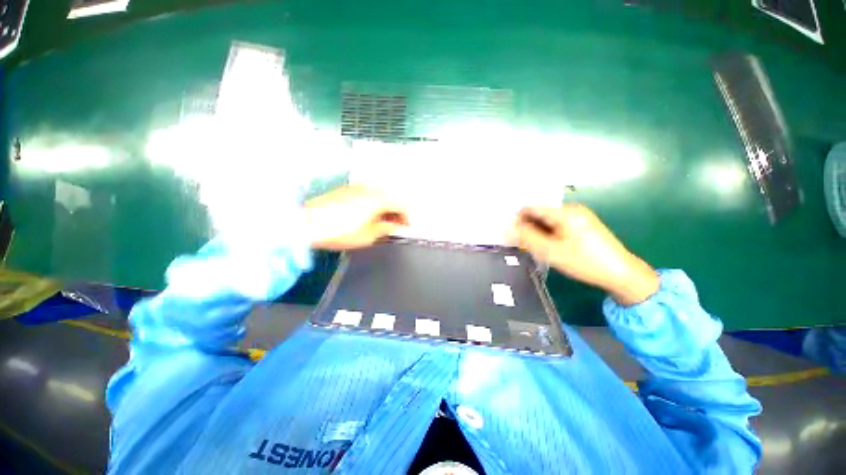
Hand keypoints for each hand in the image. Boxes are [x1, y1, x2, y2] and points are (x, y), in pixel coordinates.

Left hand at [303, 185, 408, 250]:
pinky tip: (368, 213)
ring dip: (385, 205)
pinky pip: (367, 193)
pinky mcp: (346, 189)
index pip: (401, 205)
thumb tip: (392, 225)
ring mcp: (357, 186)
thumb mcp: (368, 236)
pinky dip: (373, 202)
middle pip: (391, 196)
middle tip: (395, 223)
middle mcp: (370, 188)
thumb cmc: (339, 231)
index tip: (406, 225)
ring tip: (382, 220)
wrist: (306, 223)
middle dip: (396, 210)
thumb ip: (384, 228)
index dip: (406, 216)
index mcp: (378, 199)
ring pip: (379, 193)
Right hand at [514, 204, 658, 305]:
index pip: (530, 208)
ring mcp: (578, 217)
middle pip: (539, 214)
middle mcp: (571, 209)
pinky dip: (548, 234)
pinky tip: (549, 247)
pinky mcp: (582, 225)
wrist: (621, 274)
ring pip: (547, 221)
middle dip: (527, 227)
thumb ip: (527, 237)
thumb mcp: (551, 251)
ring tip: (535, 249)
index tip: (510, 235)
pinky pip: (557, 226)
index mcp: (564, 212)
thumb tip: (507, 227)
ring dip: (537, 232)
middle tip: (522, 245)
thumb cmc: (585, 262)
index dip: (517, 220)